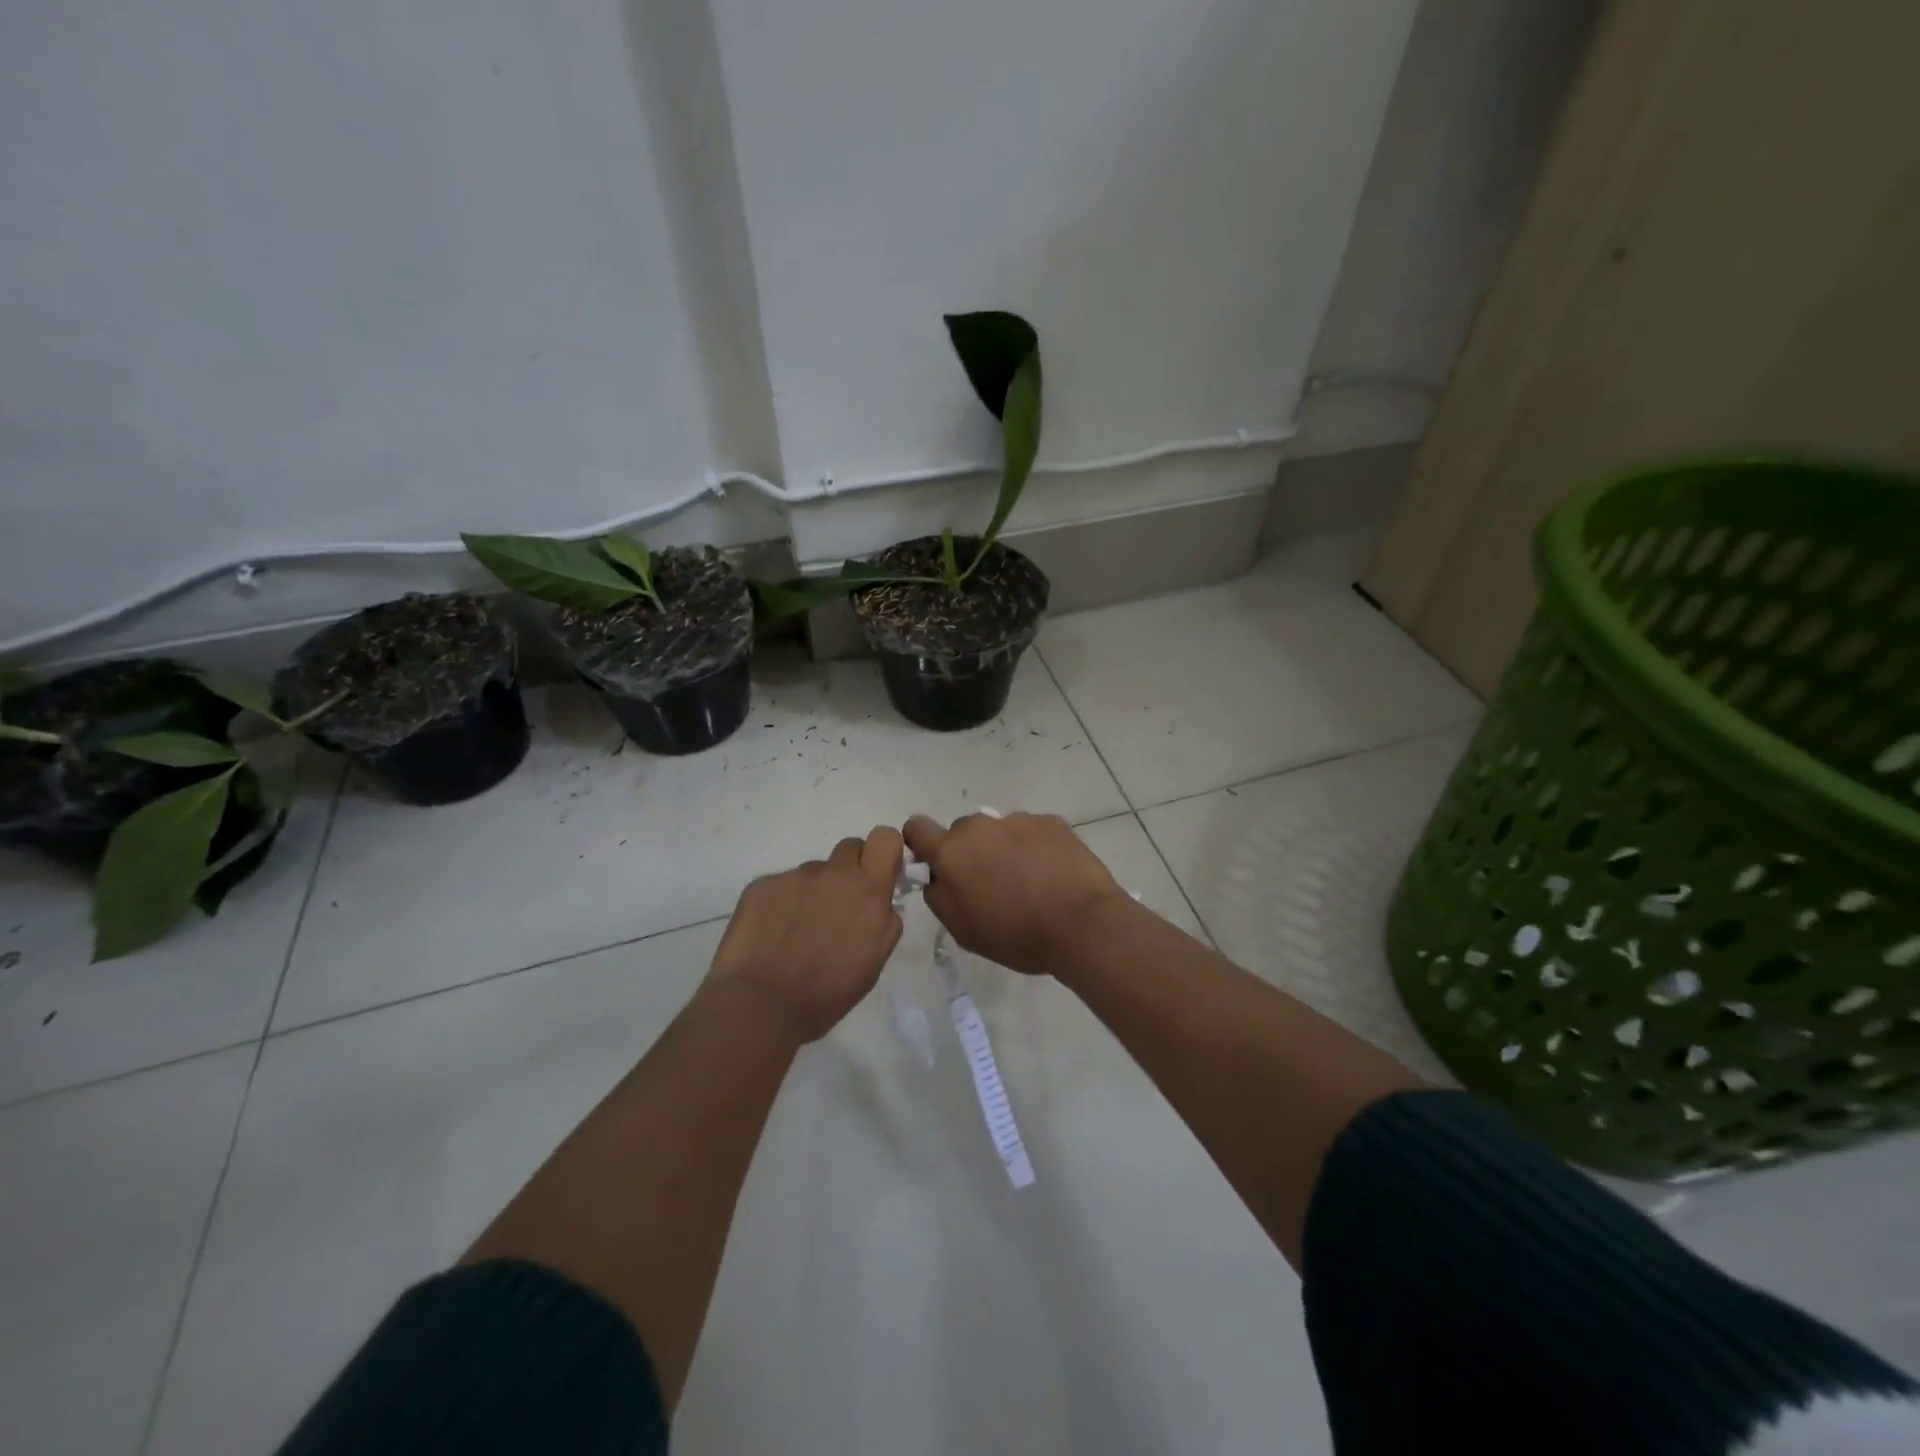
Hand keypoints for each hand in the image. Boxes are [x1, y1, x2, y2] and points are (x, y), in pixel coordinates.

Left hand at [705, 827, 904, 1042]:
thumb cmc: (826, 994)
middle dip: (848, 871)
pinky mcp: (762, 884)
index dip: (882, 852)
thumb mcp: (873, 964)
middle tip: (836, 907)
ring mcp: (795, 876)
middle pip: (849, 848)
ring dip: (811, 893)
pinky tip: (770, 936)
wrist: (760, 1006)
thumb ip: (884, 923)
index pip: (885, 838)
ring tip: (795, 933)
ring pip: (812, 872)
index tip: (875, 874)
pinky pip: (780, 886)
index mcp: (868, 893)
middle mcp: (834, 874)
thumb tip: (881, 904)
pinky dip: (779, 905)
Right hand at [902, 812, 1129, 976]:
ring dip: (1004, 849)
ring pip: (999, 831)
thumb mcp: (963, 930)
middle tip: (991, 884)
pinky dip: (1036, 847)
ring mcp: (1018, 819)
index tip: (936, 865)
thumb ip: (939, 897)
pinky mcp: (1051, 821)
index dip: (922, 844)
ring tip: (1029, 882)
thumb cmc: (1016, 934)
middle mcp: (980, 826)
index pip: (917, 828)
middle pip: (962, 831)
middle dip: (969, 852)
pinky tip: (1052, 873)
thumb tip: (936, 877)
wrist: (1082, 924)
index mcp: (952, 852)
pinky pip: (1032, 831)